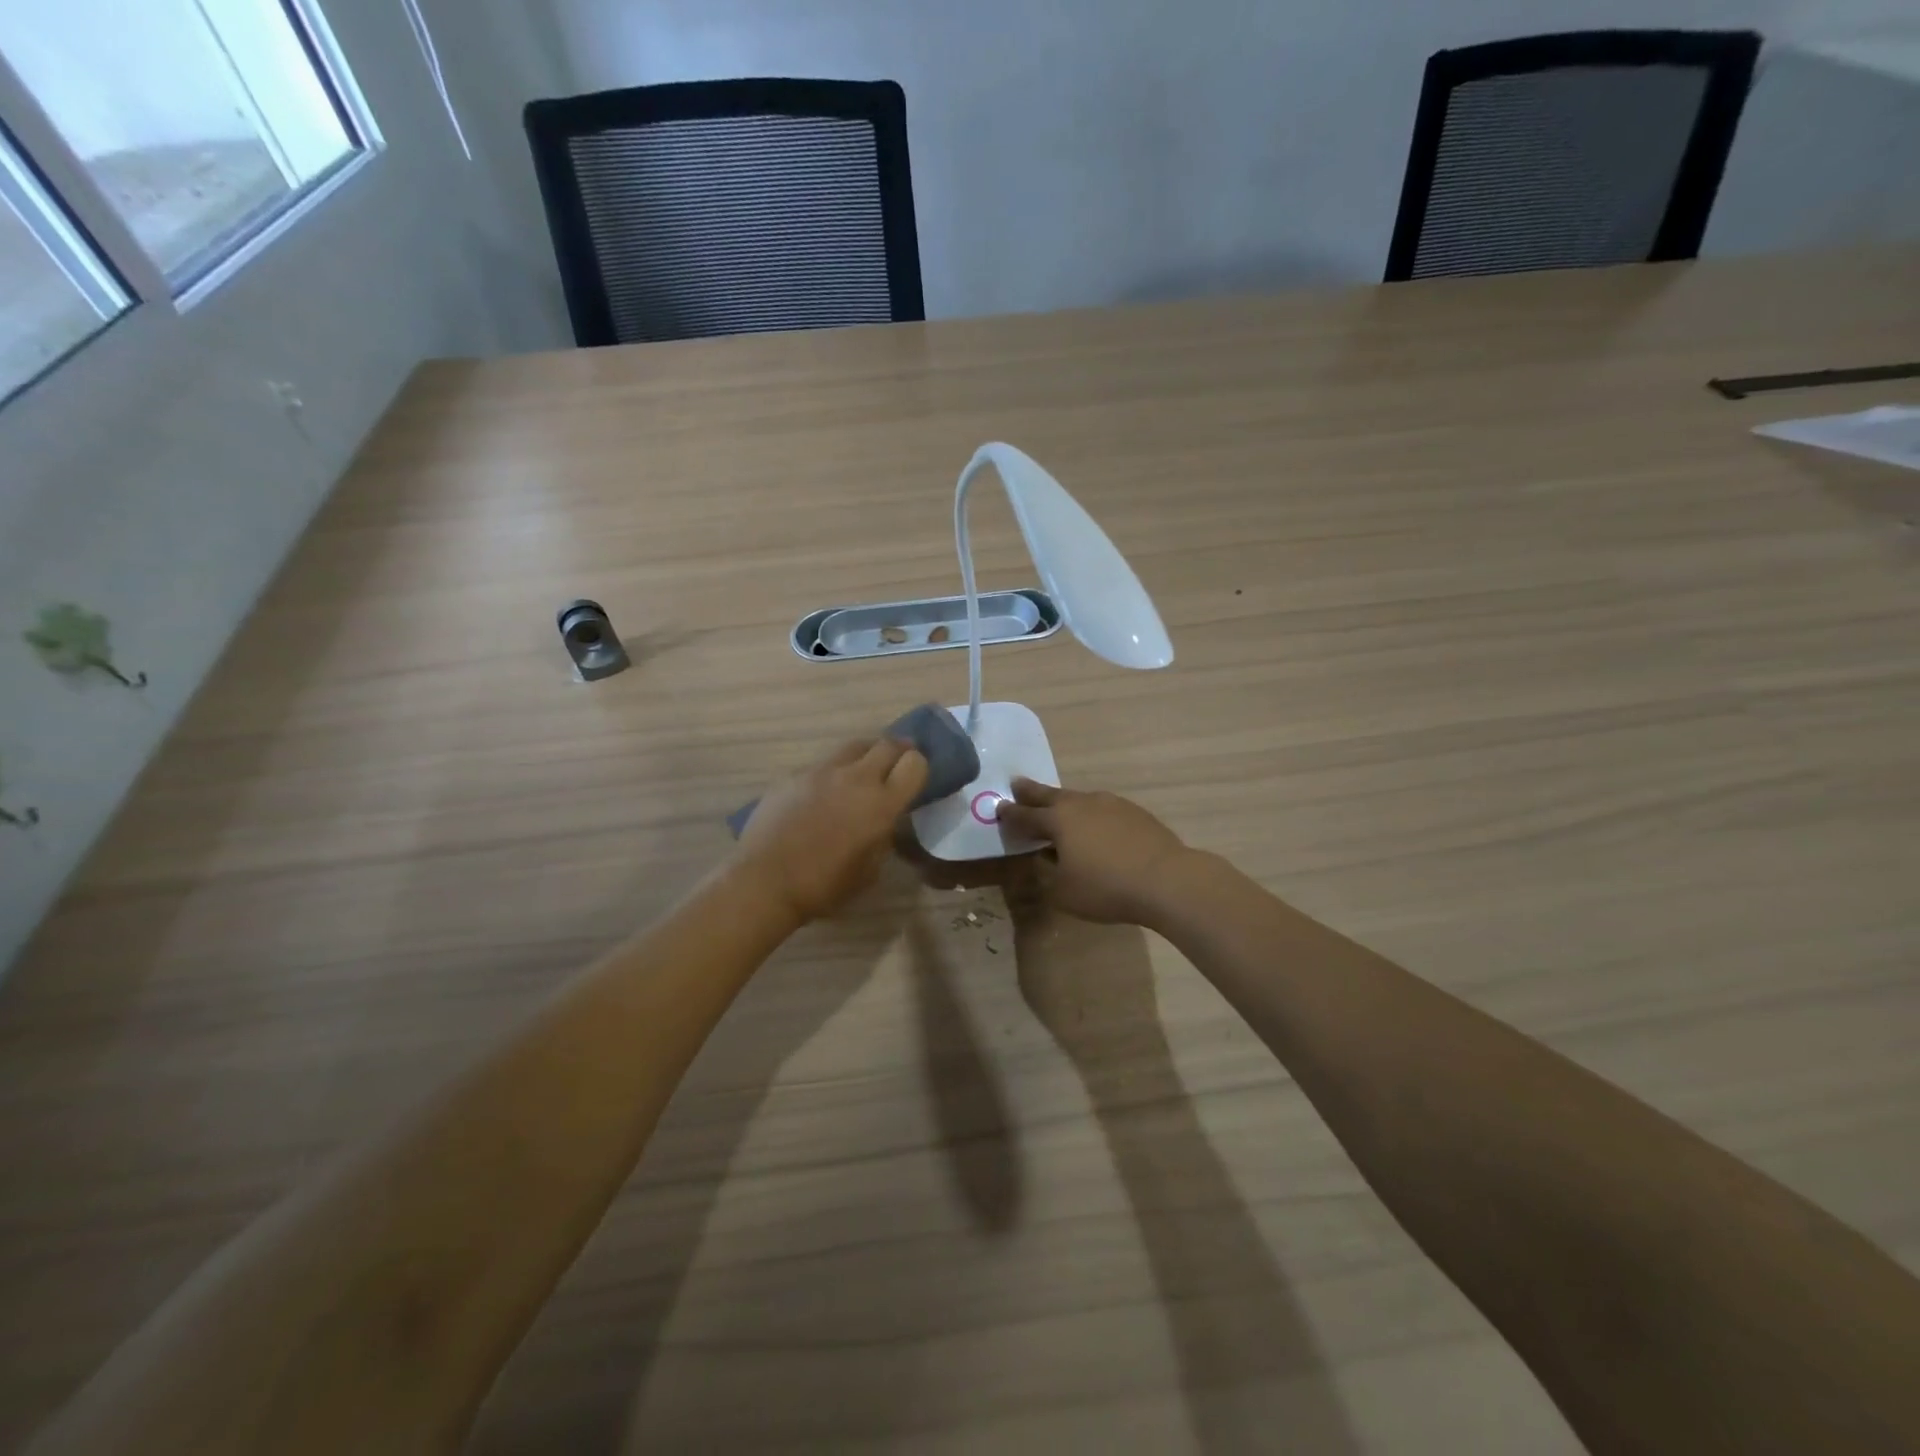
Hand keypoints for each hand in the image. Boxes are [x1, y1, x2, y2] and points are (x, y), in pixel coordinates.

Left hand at [737, 739, 927, 922]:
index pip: (915, 764)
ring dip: (865, 756)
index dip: (919, 768)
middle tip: (898, 762)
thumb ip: (883, 836)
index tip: (916, 777)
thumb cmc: (824, 885)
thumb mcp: (870, 869)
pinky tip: (823, 793)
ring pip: (853, 747)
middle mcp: (855, 778)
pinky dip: (832, 772)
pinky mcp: (794, 775)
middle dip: (898, 751)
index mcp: (881, 803)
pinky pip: (822, 764)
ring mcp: (821, 771)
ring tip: (862, 772)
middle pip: (887, 744)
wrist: (765, 880)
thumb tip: (883, 821)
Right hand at [993, 778, 1192, 925]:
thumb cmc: (1106, 888)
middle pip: (1050, 795)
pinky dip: (1091, 814)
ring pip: (1079, 799)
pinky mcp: (1135, 812)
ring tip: (1058, 808)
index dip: (1010, 814)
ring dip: (1064, 802)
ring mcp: (1111, 804)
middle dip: (1031, 792)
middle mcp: (1081, 804)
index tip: (998, 808)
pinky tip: (1096, 827)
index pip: (1025, 815)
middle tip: (1017, 784)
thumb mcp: (1063, 892)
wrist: (1166, 880)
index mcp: (1058, 820)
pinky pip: (1103, 809)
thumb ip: (1047, 874)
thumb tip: (1046, 858)